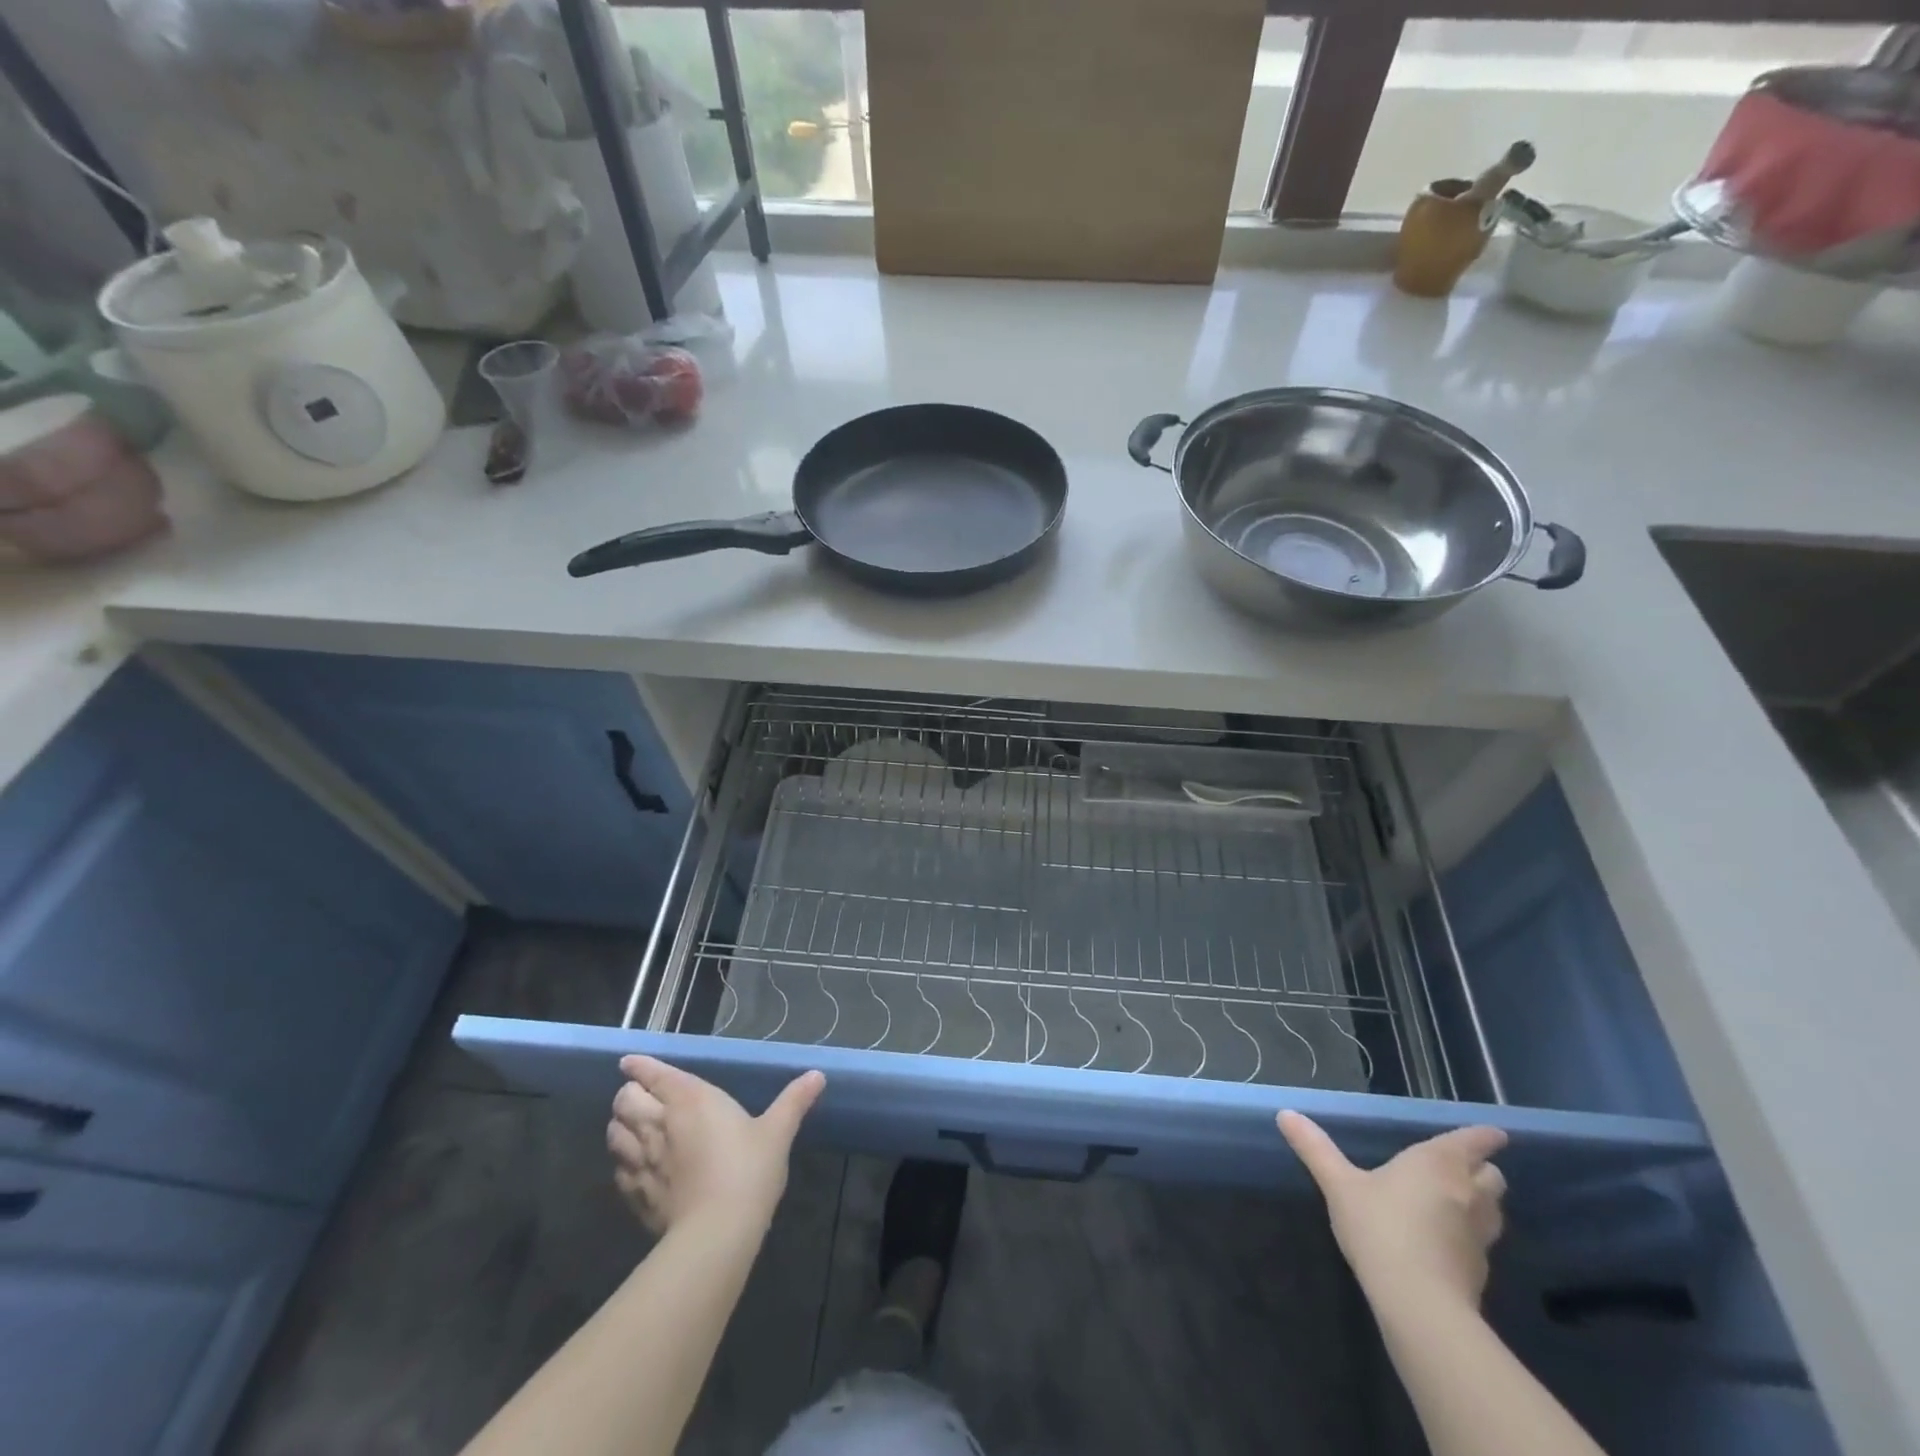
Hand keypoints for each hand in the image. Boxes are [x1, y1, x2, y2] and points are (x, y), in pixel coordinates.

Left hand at [607, 1057, 824, 1236]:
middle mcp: (660, 1123)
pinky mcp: (636, 1195)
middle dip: (628, 1094)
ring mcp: (643, 1161)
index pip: (654, 1074)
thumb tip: (817, 1074)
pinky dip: (622, 1162)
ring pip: (615, 1134)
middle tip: (639, 1097)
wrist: (717, 1233)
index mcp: (690, 1099)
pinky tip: (634, 1167)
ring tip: (632, 1128)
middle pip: (625, 1100)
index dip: (640, 1066)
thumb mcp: (777, 1132)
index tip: (629, 1062)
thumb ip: (794, 1101)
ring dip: (620, 1127)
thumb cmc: (748, 1170)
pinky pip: (618, 1171)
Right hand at [1278, 1111, 1507, 1313]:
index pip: (1473, 1142)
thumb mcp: (1339, 1184)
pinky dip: (1470, 1235)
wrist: (1419, 1304)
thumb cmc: (1380, 1228)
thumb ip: (1315, 1149)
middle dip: (1482, 1170)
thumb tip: (1285, 1114)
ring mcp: (1480, 1235)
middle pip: (1493, 1176)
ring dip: (1482, 1203)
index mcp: (1438, 1163)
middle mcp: (1467, 1193)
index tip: (1495, 1133)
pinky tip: (1446, 1241)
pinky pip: (1482, 1242)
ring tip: (1456, 1202)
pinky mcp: (1480, 1270)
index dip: (1484, 1136)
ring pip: (1493, 1210)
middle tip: (1462, 1168)